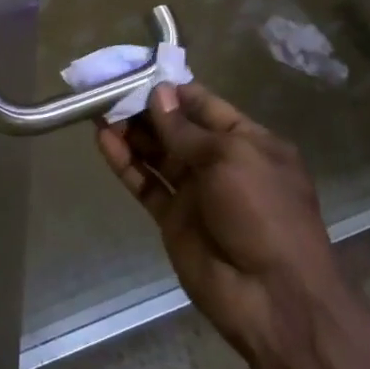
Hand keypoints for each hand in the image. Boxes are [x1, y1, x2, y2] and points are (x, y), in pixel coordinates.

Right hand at [96, 84, 344, 361]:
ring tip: (97, 108)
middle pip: (175, 127)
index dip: (172, 88)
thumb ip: (187, 129)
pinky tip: (103, 140)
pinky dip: (125, 163)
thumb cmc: (263, 213)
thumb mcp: (230, 158)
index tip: (137, 70)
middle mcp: (220, 162)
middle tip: (107, 87)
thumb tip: (158, 94)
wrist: (272, 298)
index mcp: (247, 141)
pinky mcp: (173, 218)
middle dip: (144, 108)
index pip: (204, 104)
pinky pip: (146, 183)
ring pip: (156, 153)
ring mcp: (196, 191)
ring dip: (130, 131)